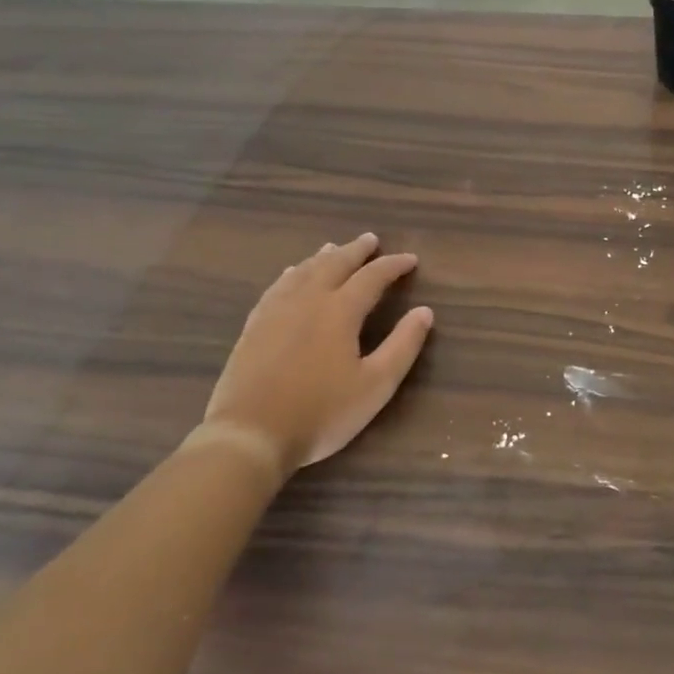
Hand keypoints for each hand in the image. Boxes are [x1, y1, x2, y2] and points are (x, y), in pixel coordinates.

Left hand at [191, 234, 433, 477]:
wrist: (249, 434)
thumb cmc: (321, 413)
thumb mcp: (375, 386)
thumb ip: (403, 346)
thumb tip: (425, 312)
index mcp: (340, 311)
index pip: (372, 277)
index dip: (394, 266)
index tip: (411, 260)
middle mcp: (308, 299)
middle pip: (335, 263)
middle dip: (356, 250)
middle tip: (371, 239)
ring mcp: (276, 310)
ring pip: (304, 271)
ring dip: (324, 256)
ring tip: (334, 248)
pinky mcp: (254, 325)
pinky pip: (277, 286)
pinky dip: (293, 273)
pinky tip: (292, 274)